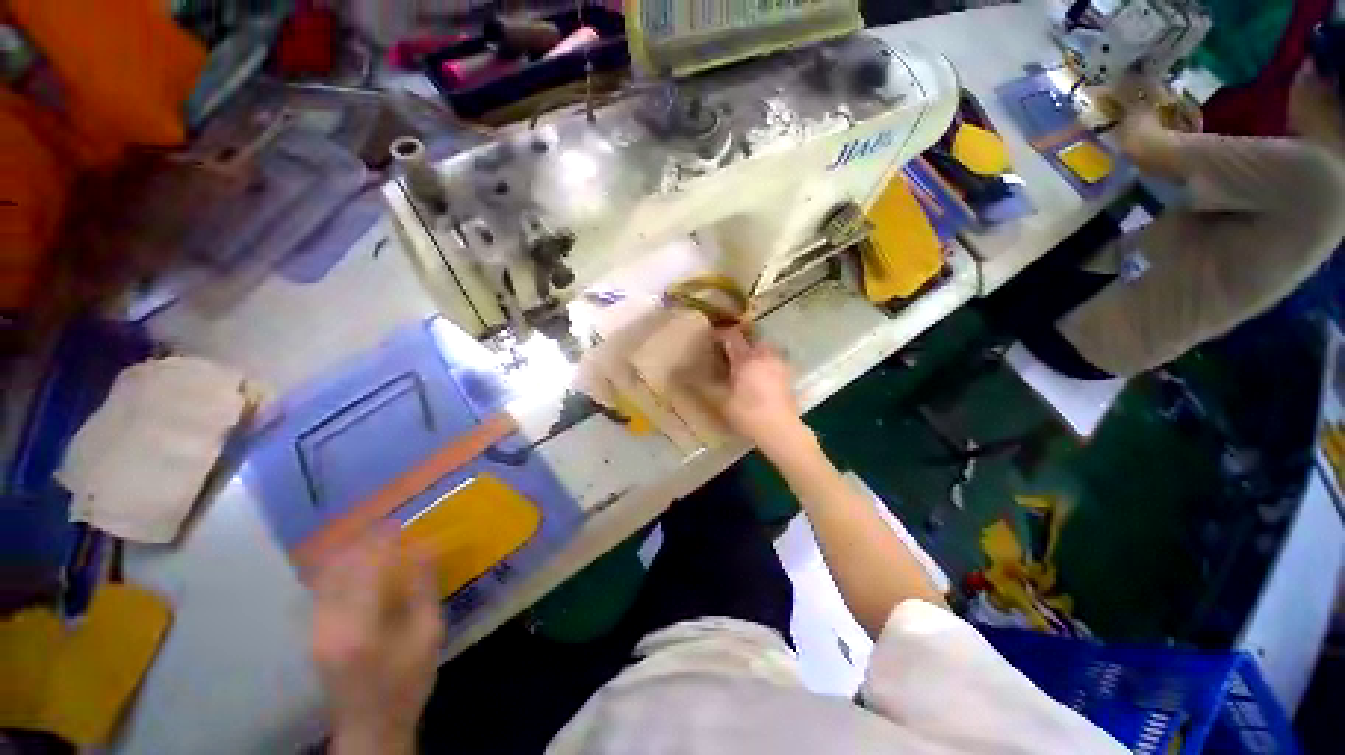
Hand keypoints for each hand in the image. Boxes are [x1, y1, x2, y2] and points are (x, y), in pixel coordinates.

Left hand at [310, 527, 444, 754]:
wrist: (371, 726)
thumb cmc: (408, 681)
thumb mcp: (428, 635)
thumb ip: (424, 590)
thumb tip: (426, 548)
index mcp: (361, 628)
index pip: (367, 570)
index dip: (382, 542)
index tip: (399, 523)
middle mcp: (330, 624)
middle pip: (341, 569)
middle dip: (364, 543)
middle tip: (388, 527)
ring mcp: (316, 630)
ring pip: (327, 577)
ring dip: (350, 553)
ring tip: (373, 540)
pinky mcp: (314, 634)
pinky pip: (322, 590)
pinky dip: (339, 570)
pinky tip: (357, 565)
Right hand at [709, 329, 815, 461]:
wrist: (781, 431)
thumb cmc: (748, 414)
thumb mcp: (720, 401)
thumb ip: (702, 385)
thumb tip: (682, 374)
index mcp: (747, 358)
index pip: (732, 336)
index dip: (719, 334)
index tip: (709, 340)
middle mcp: (764, 355)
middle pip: (750, 339)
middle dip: (738, 342)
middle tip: (725, 353)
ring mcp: (779, 364)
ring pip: (763, 348)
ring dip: (751, 351)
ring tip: (741, 364)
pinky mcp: (787, 375)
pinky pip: (772, 359)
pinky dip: (763, 361)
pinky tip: (757, 376)